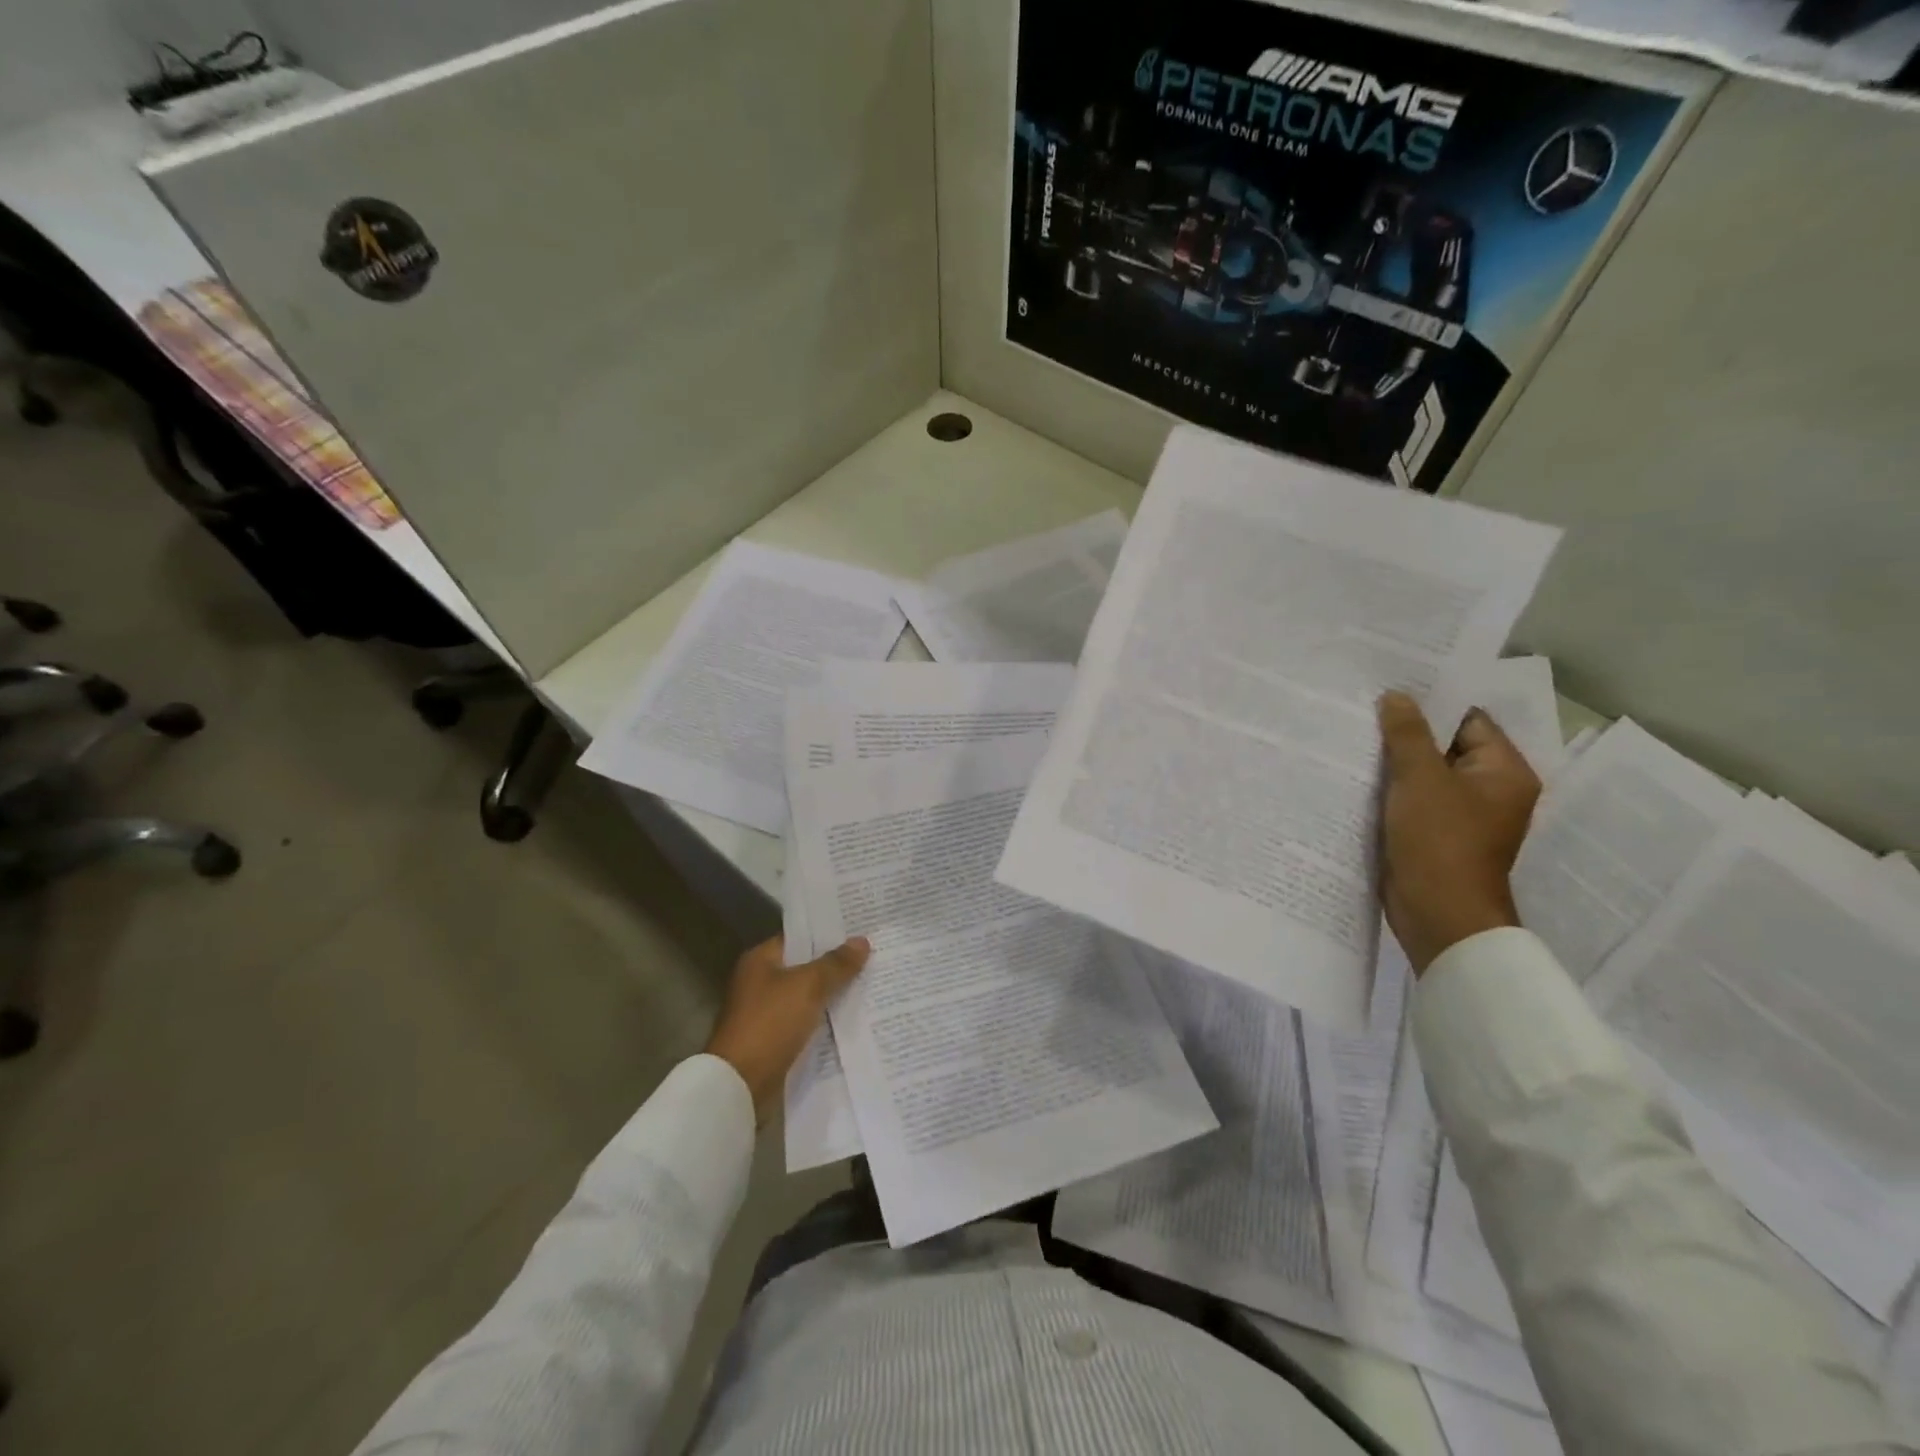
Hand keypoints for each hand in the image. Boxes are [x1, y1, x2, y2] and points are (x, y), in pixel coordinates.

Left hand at [705, 936, 869, 1123]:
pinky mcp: (774, 1039)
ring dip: (832, 993)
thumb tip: (862, 941)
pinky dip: (825, 1019)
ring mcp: (766, 1012)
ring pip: (807, 995)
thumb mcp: (807, 987)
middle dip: (835, 965)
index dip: (828, 934)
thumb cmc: (770, 1024)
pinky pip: (806, 1021)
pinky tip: (853, 1017)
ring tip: (871, 984)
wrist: (740, 1084)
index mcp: (760, 960)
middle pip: (805, 966)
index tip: (860, 931)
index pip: (799, 937)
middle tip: (873, 956)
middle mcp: (760, 981)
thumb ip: (836, 964)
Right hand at [1377, 691, 1540, 974]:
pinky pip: (1413, 799)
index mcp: (1504, 771)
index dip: (1431, 702)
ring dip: (1395, 761)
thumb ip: (1407, 734)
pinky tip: (1357, 775)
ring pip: (1425, 774)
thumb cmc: (1440, 841)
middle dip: (1406, 731)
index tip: (1390, 686)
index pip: (1469, 720)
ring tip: (1354, 736)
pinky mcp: (1435, 834)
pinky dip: (1390, 788)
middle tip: (1364, 707)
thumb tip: (1396, 696)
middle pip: (1445, 746)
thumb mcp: (1420, 779)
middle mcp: (1489, 790)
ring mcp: (1461, 815)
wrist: (1438, 914)